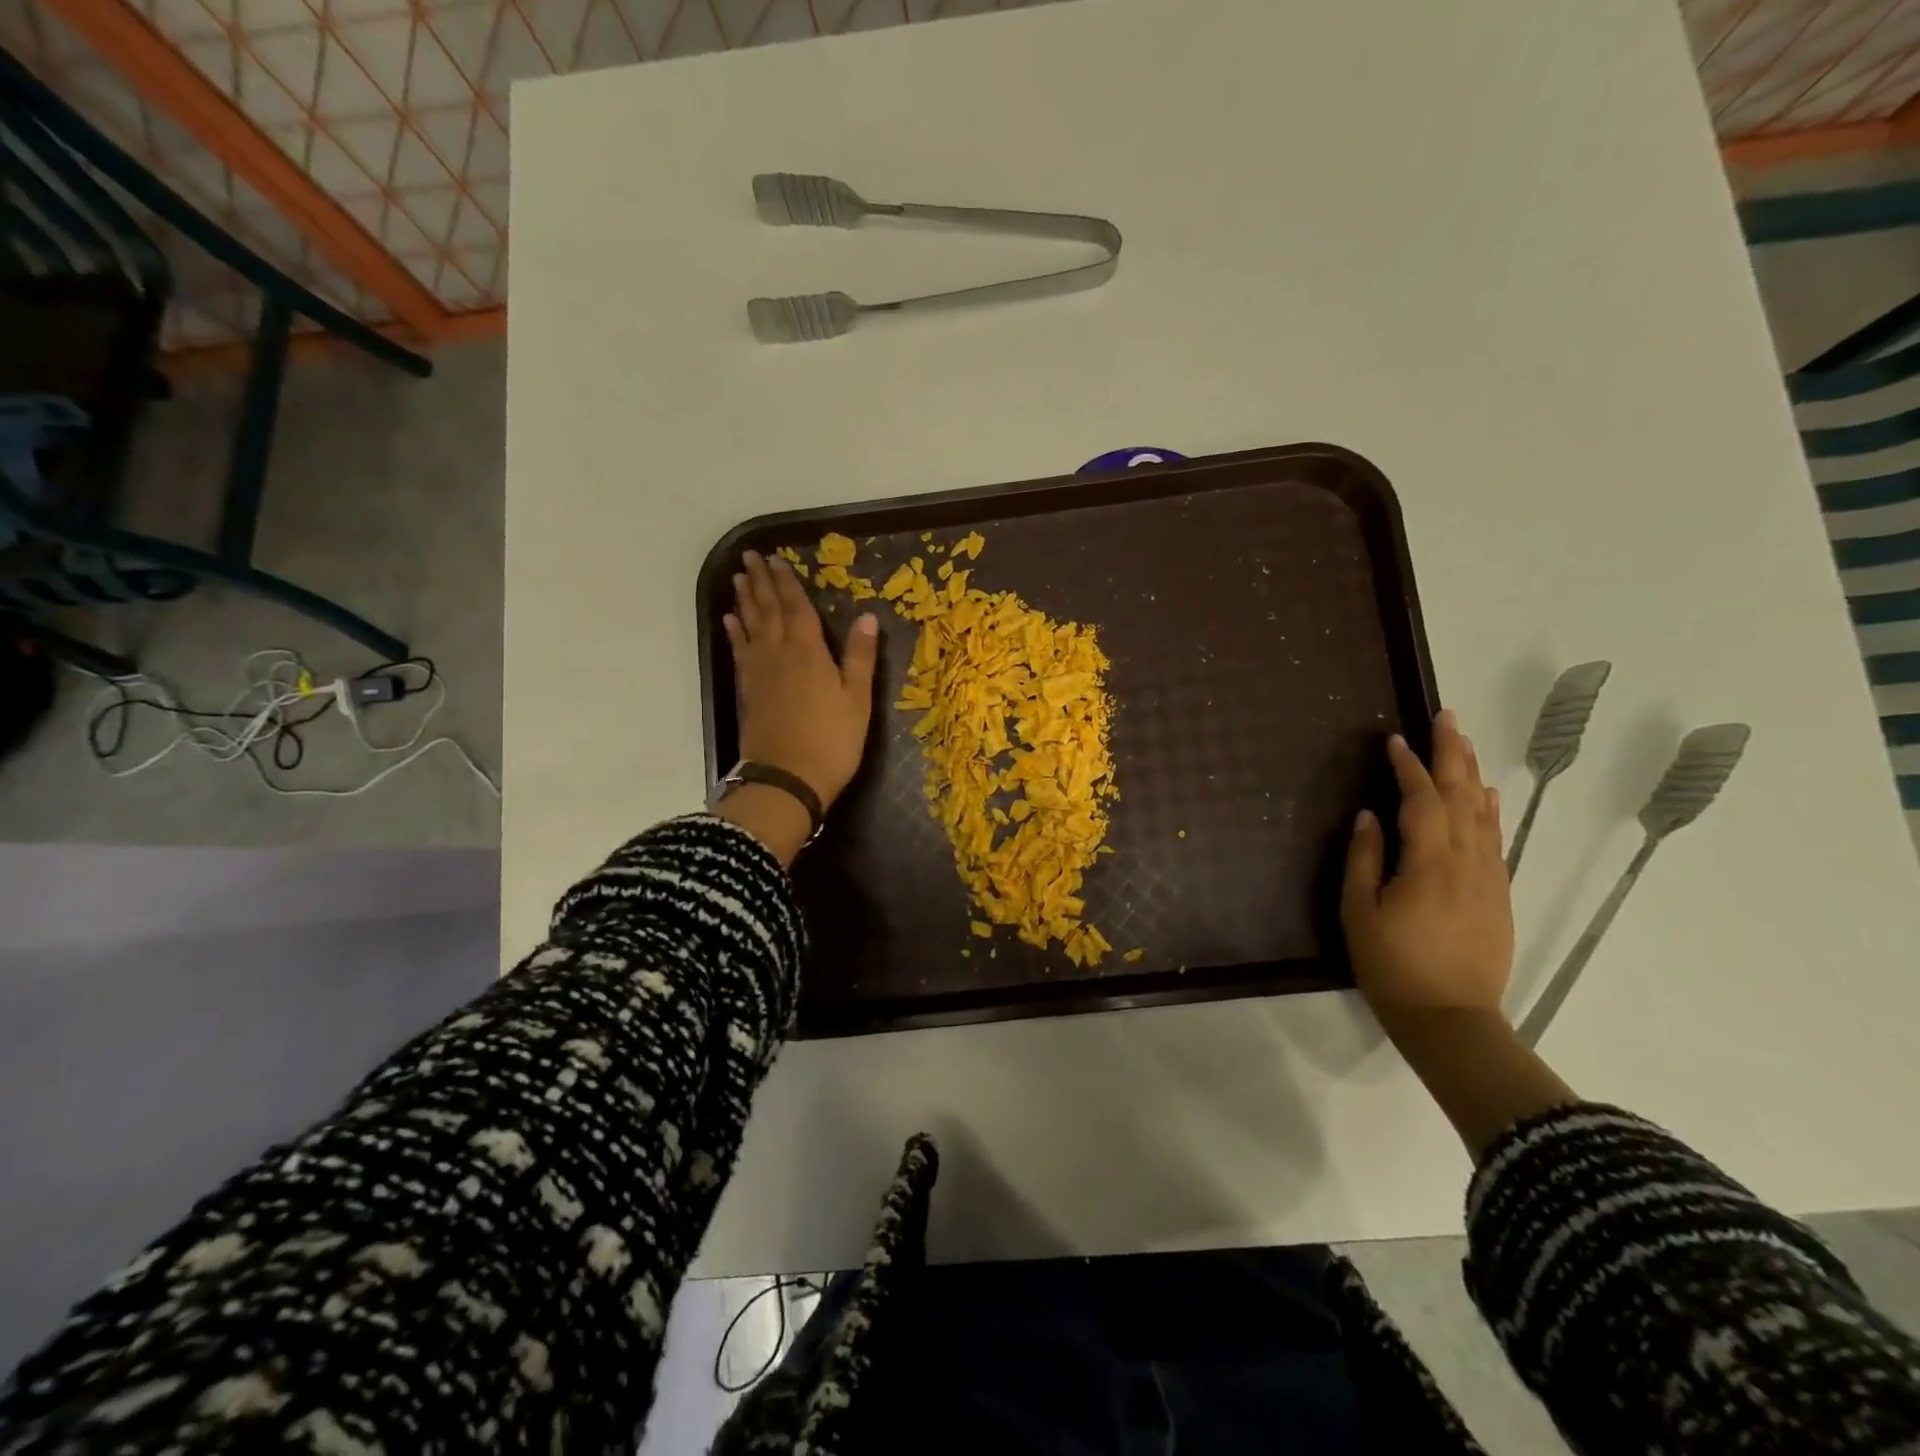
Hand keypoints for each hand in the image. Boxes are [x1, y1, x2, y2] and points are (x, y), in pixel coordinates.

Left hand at [723, 550, 878, 811]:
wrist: (786, 779)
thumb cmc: (832, 741)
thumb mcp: (858, 700)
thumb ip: (860, 656)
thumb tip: (868, 616)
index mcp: (809, 652)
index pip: (797, 608)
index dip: (788, 582)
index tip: (776, 558)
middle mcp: (779, 653)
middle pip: (768, 610)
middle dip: (761, 582)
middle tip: (750, 556)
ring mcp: (759, 672)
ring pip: (750, 626)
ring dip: (745, 600)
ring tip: (739, 578)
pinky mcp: (747, 691)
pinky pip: (739, 652)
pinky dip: (734, 633)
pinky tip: (730, 621)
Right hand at [1341, 709, 1513, 1028]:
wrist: (1451, 1019)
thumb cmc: (1393, 965)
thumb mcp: (1360, 912)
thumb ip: (1365, 859)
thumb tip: (1370, 816)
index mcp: (1429, 863)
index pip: (1421, 800)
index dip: (1408, 767)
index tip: (1393, 740)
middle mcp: (1466, 862)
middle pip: (1461, 796)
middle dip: (1452, 754)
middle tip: (1447, 718)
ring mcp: (1488, 878)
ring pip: (1483, 815)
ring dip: (1472, 775)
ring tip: (1465, 744)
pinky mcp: (1497, 896)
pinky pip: (1494, 840)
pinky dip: (1489, 811)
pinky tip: (1486, 797)